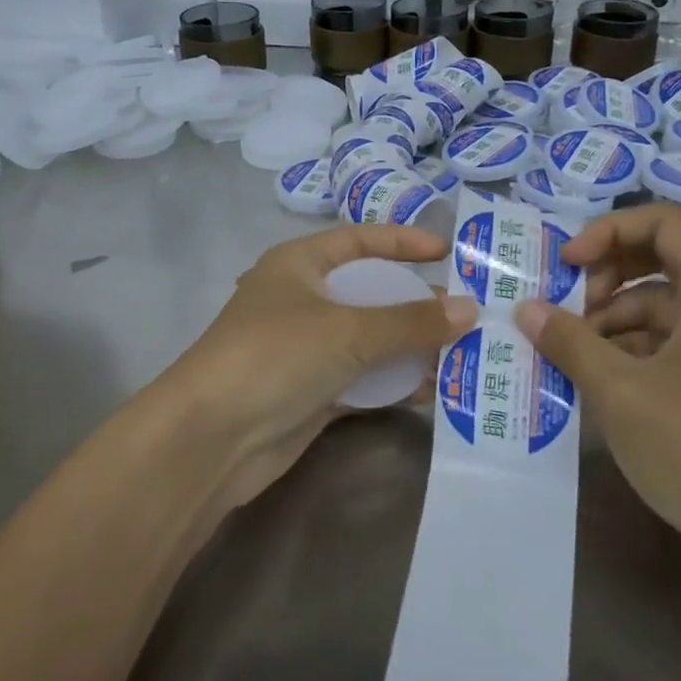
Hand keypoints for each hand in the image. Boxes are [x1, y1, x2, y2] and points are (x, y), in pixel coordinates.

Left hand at [157, 224, 475, 508]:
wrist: (211, 439)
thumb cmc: (276, 356)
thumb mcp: (348, 329)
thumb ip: (411, 321)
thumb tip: (469, 309)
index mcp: (299, 264)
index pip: (360, 240)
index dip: (403, 242)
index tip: (447, 253)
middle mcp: (303, 301)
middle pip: (370, 293)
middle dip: (416, 304)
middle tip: (468, 314)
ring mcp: (306, 349)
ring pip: (370, 340)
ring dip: (411, 348)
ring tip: (464, 355)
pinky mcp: (311, 392)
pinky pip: (363, 379)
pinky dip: (394, 382)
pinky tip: (432, 392)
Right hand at [513, 204, 680, 582]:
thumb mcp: (621, 393)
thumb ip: (570, 342)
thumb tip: (526, 309)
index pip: (664, 223)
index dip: (608, 231)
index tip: (566, 264)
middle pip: (664, 260)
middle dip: (607, 276)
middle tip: (568, 311)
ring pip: (667, 306)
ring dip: (617, 320)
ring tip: (575, 357)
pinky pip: (679, 343)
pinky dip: (638, 350)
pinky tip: (606, 383)